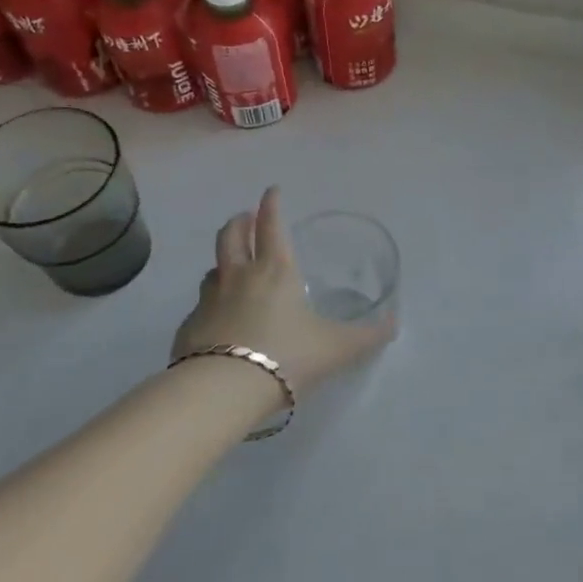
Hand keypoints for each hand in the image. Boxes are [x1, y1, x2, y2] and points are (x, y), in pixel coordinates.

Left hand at [172, 188, 394, 394]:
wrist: (223, 391)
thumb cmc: (287, 356)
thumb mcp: (338, 348)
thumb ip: (367, 336)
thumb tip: (393, 325)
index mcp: (276, 271)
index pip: (271, 226)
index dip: (272, 205)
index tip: (272, 191)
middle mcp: (239, 278)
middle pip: (231, 237)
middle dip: (239, 223)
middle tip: (245, 218)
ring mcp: (208, 302)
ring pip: (213, 271)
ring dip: (223, 263)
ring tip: (232, 268)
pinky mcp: (189, 329)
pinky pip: (200, 308)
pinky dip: (210, 305)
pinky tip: (218, 320)